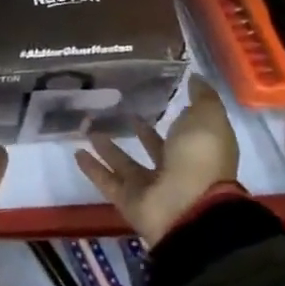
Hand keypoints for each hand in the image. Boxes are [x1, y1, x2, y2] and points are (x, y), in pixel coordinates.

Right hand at [74, 74, 240, 246]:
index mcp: (197, 151)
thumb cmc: (200, 158)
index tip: (153, 95)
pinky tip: (77, 152)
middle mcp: (175, 169)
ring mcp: (150, 187)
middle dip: (138, 131)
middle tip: (117, 111)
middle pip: (153, 148)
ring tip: (90, 128)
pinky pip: (107, 181)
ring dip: (109, 148)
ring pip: (125, 163)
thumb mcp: (207, 118)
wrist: (188, 207)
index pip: (184, 131)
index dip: (173, 116)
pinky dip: (92, 169)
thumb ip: (202, 98)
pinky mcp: (128, 200)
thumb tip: (195, 78)